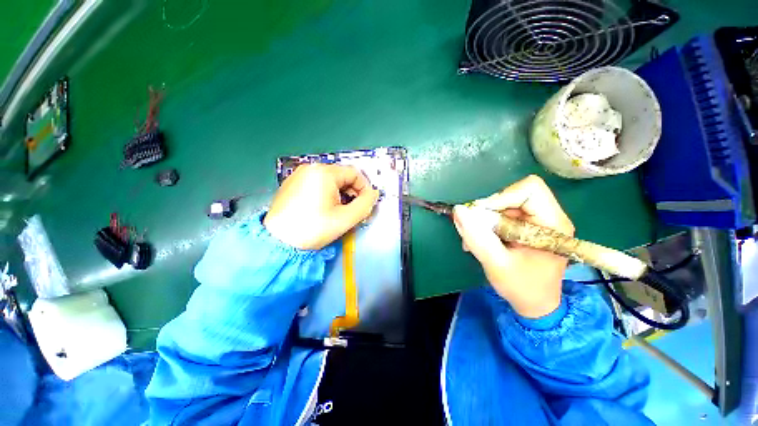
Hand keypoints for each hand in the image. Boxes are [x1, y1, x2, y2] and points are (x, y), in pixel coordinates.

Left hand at [264, 164, 379, 249]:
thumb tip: (373, 194)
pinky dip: (326, 194)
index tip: (365, 204)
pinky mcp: (292, 184)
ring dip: (340, 194)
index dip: (364, 188)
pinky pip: (317, 184)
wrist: (278, 242)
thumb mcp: (345, 218)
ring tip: (338, 212)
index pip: (354, 173)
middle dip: (352, 193)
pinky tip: (323, 209)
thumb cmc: (313, 228)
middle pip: (342, 176)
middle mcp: (310, 168)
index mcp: (324, 172)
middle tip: (352, 211)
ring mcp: (299, 175)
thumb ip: (365, 204)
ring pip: (330, 181)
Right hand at [453, 175, 574, 318]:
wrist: (535, 304)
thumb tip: (458, 210)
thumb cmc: (522, 287)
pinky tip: (480, 240)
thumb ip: (477, 237)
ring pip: (504, 204)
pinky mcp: (527, 226)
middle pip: (513, 195)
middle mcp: (549, 217)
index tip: (481, 216)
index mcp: (552, 224)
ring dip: (484, 219)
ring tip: (474, 240)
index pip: (529, 189)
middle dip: (488, 211)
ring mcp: (538, 221)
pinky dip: (486, 224)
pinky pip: (502, 214)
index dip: (501, 197)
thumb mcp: (496, 264)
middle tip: (473, 230)